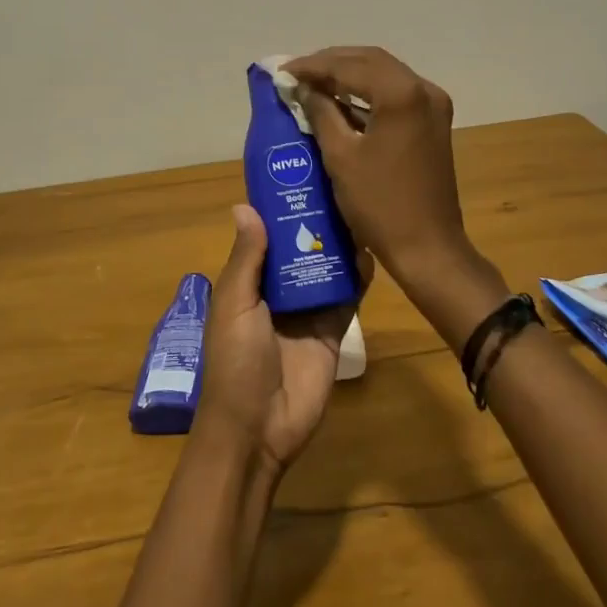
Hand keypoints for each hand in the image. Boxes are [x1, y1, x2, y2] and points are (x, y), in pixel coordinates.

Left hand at [195, 205, 370, 474]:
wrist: (259, 429)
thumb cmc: (236, 362)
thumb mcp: (235, 305)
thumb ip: (247, 259)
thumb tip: (245, 205)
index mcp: (248, 284)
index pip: (265, 239)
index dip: (279, 212)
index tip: (299, 177)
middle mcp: (278, 292)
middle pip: (299, 249)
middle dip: (315, 223)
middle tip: (339, 186)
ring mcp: (307, 312)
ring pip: (325, 269)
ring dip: (338, 245)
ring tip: (359, 209)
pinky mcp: (332, 331)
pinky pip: (347, 298)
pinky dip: (358, 277)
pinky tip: (370, 251)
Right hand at [282, 47, 471, 276]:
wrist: (428, 247)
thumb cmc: (379, 204)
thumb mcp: (340, 156)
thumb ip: (321, 112)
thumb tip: (303, 87)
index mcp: (401, 94)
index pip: (349, 66)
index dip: (313, 65)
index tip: (283, 70)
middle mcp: (423, 89)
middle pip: (371, 61)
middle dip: (332, 63)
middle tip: (297, 72)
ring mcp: (434, 105)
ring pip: (385, 74)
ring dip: (350, 74)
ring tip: (314, 82)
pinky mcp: (434, 122)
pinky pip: (396, 93)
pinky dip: (368, 91)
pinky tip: (342, 100)